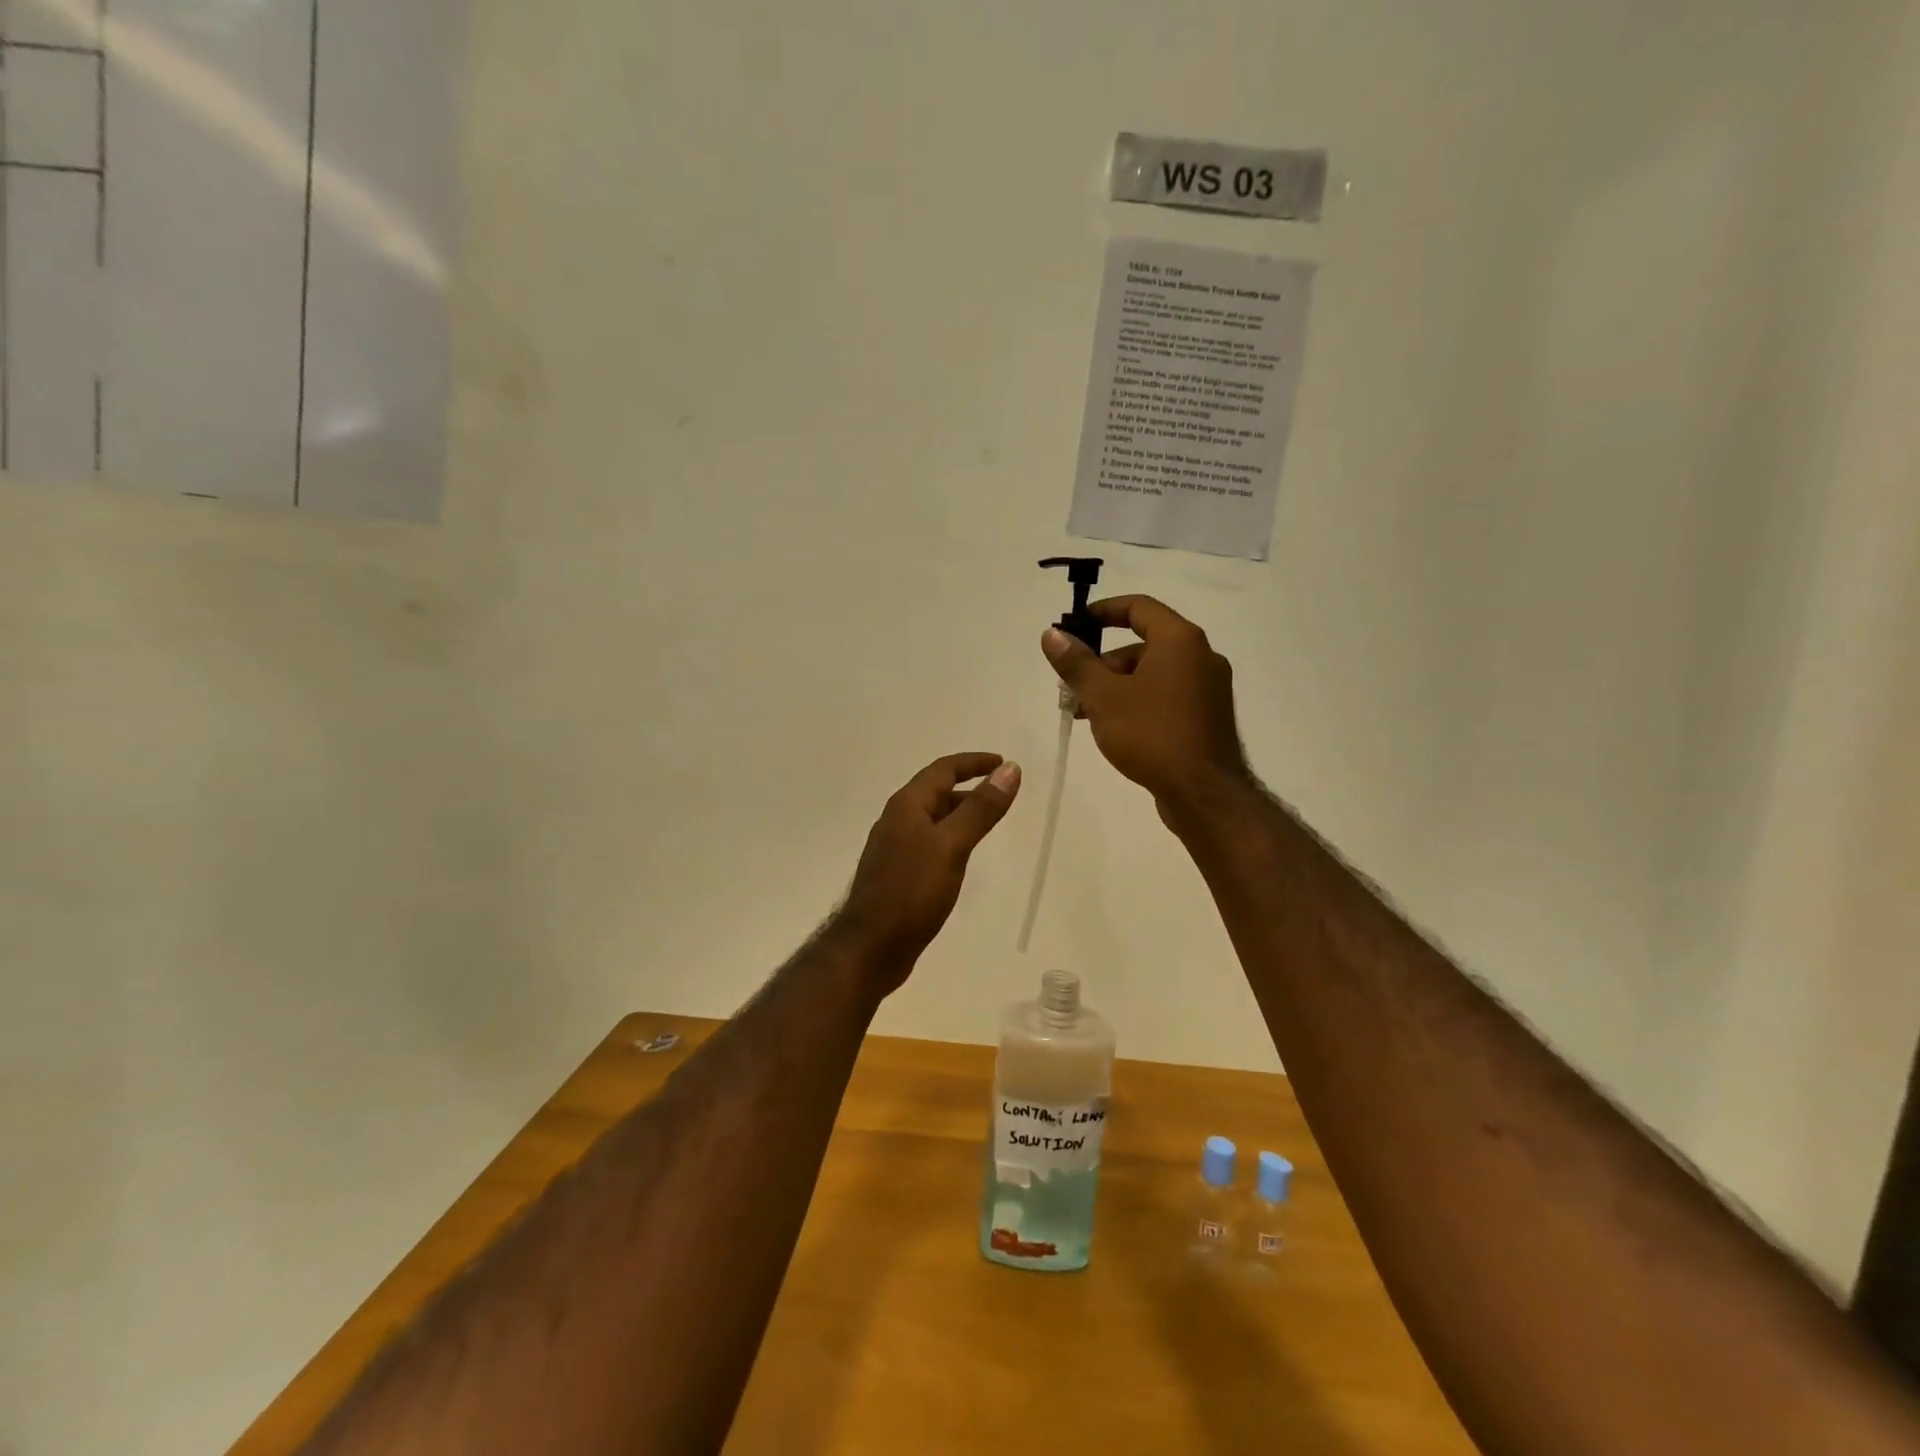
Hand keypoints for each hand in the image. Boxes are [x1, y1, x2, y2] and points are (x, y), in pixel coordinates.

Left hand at [835, 753, 1021, 984]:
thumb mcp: (952, 846)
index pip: (943, 769)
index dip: (974, 763)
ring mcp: (894, 848)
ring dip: (960, 813)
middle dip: (969, 787)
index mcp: (907, 806)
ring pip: (932, 819)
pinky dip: (951, 838)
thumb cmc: (911, 892)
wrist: (870, 948)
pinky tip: (962, 857)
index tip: (1003, 763)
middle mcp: (897, 820)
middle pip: (936, 792)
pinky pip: (929, 843)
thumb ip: (981, 808)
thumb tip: (1009, 769)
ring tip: (988, 821)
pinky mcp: (897, 874)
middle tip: (1001, 794)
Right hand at [1041, 596, 1249, 812]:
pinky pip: (1167, 695)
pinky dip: (1139, 701)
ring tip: (1086, 714)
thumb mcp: (1103, 696)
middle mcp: (1201, 656)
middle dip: (1103, 662)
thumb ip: (1076, 663)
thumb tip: (1051, 634)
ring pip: (1153, 674)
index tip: (1075, 625)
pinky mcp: (1208, 716)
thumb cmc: (1151, 734)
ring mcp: (1209, 688)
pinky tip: (1116, 729)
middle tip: (1072, 687)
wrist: (1202, 792)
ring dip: (1117, 686)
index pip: (1138, 607)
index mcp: (1179, 640)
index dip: (1103, 611)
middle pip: (1143, 645)